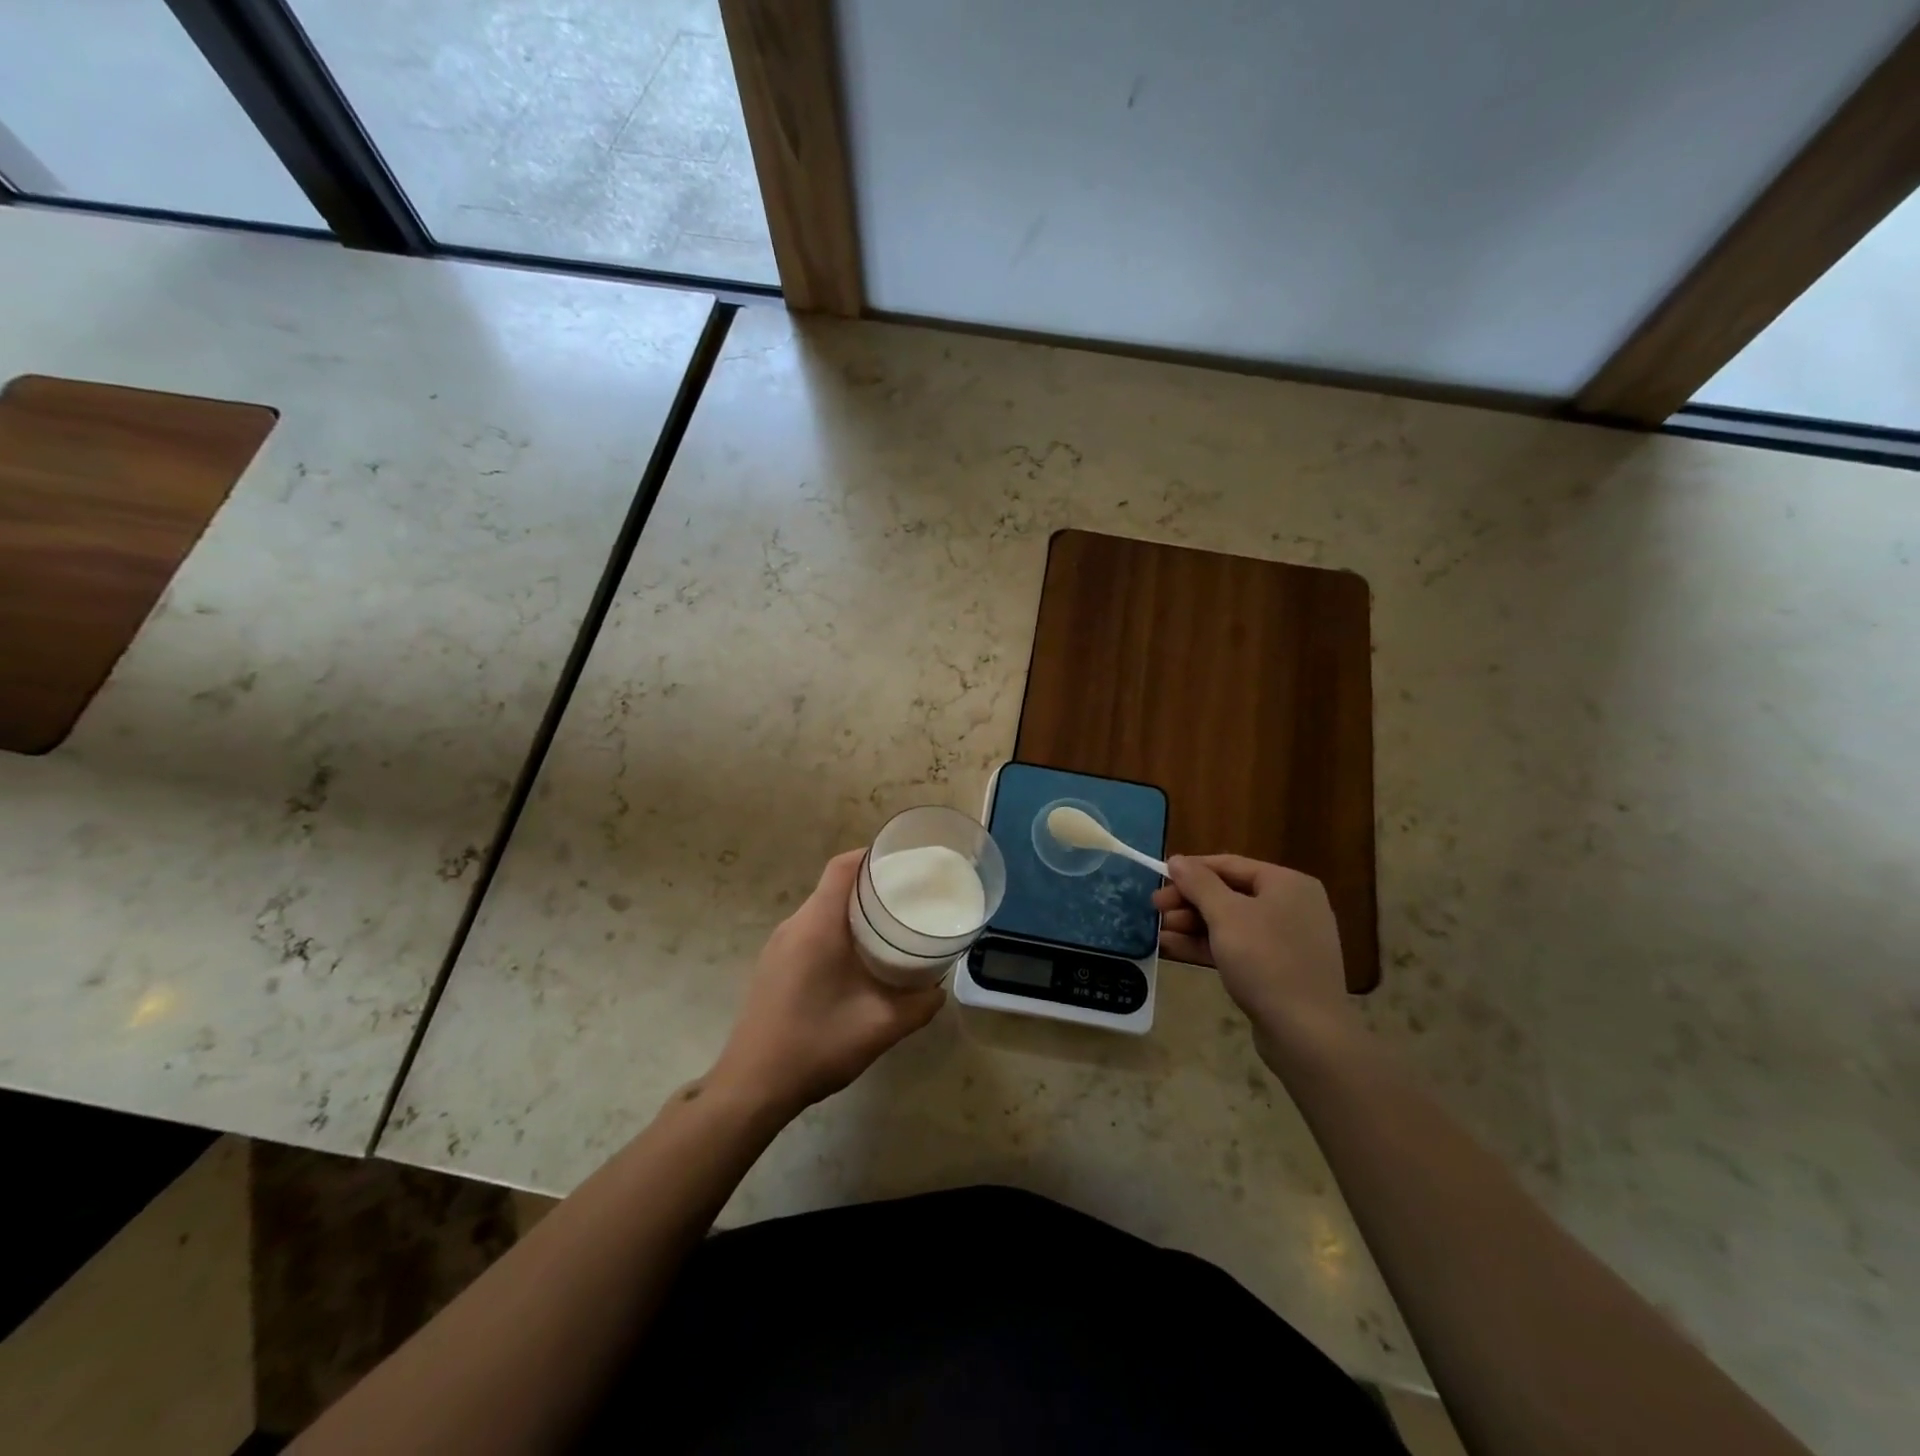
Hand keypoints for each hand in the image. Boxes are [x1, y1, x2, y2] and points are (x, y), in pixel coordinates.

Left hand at [709, 850, 944, 1118]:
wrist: (751, 1087)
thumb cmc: (815, 1046)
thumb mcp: (880, 1027)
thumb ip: (918, 1005)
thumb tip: (938, 989)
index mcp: (817, 926)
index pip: (842, 868)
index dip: (872, 856)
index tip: (905, 861)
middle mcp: (794, 926)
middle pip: (834, 885)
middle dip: (871, 885)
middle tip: (909, 896)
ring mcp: (778, 946)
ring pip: (822, 910)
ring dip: (854, 910)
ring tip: (890, 925)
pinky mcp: (773, 965)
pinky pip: (810, 931)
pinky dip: (837, 931)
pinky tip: (858, 959)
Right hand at [1152, 855, 1354, 1064]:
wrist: (1306, 1033)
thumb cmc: (1266, 961)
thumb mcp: (1226, 915)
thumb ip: (1198, 883)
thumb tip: (1177, 860)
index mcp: (1287, 883)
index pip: (1230, 865)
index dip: (1191, 870)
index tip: (1158, 880)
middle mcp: (1291, 905)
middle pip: (1229, 893)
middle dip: (1189, 901)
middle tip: (1155, 909)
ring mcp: (1287, 940)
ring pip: (1230, 922)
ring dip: (1192, 925)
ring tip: (1159, 932)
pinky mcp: (1278, 969)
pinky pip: (1238, 947)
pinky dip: (1207, 945)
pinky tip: (1174, 949)